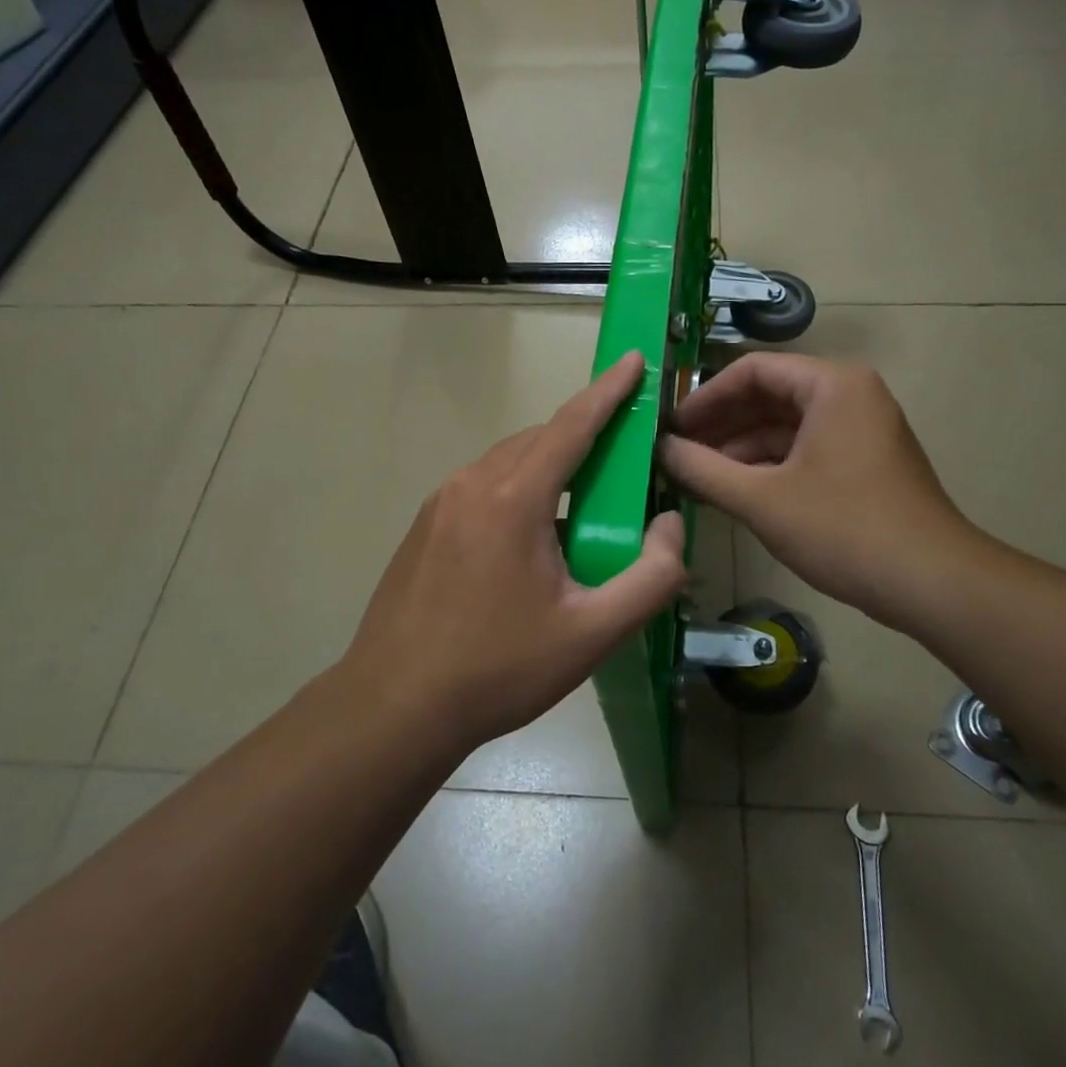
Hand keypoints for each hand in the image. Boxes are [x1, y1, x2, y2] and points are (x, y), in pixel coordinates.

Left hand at [340, 352, 686, 751]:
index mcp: (513, 498)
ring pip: (509, 463)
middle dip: (585, 438)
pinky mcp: (424, 527)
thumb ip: (651, 577)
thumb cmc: (498, 669)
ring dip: (551, 470)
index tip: (635, 360)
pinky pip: (484, 488)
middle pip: (540, 441)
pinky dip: (519, 491)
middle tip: (624, 465)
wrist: (394, 707)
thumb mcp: (592, 634)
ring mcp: (440, 504)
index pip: (572, 425)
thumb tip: (671, 526)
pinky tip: (531, 542)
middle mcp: (472, 484)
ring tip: (581, 512)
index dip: (609, 390)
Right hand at [658, 354, 982, 628]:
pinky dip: (768, 466)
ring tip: (696, 475)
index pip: (752, 370)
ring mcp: (860, 428)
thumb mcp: (761, 499)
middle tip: (676, 451)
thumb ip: (702, 470)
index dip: (705, 397)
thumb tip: (660, 448)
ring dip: (740, 449)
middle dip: (721, 425)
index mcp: (832, 384)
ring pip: (785, 426)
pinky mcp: (862, 461)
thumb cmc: (843, 529)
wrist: (931, 583)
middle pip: (769, 396)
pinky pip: (804, 449)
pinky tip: (734, 490)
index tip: (671, 426)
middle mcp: (849, 394)